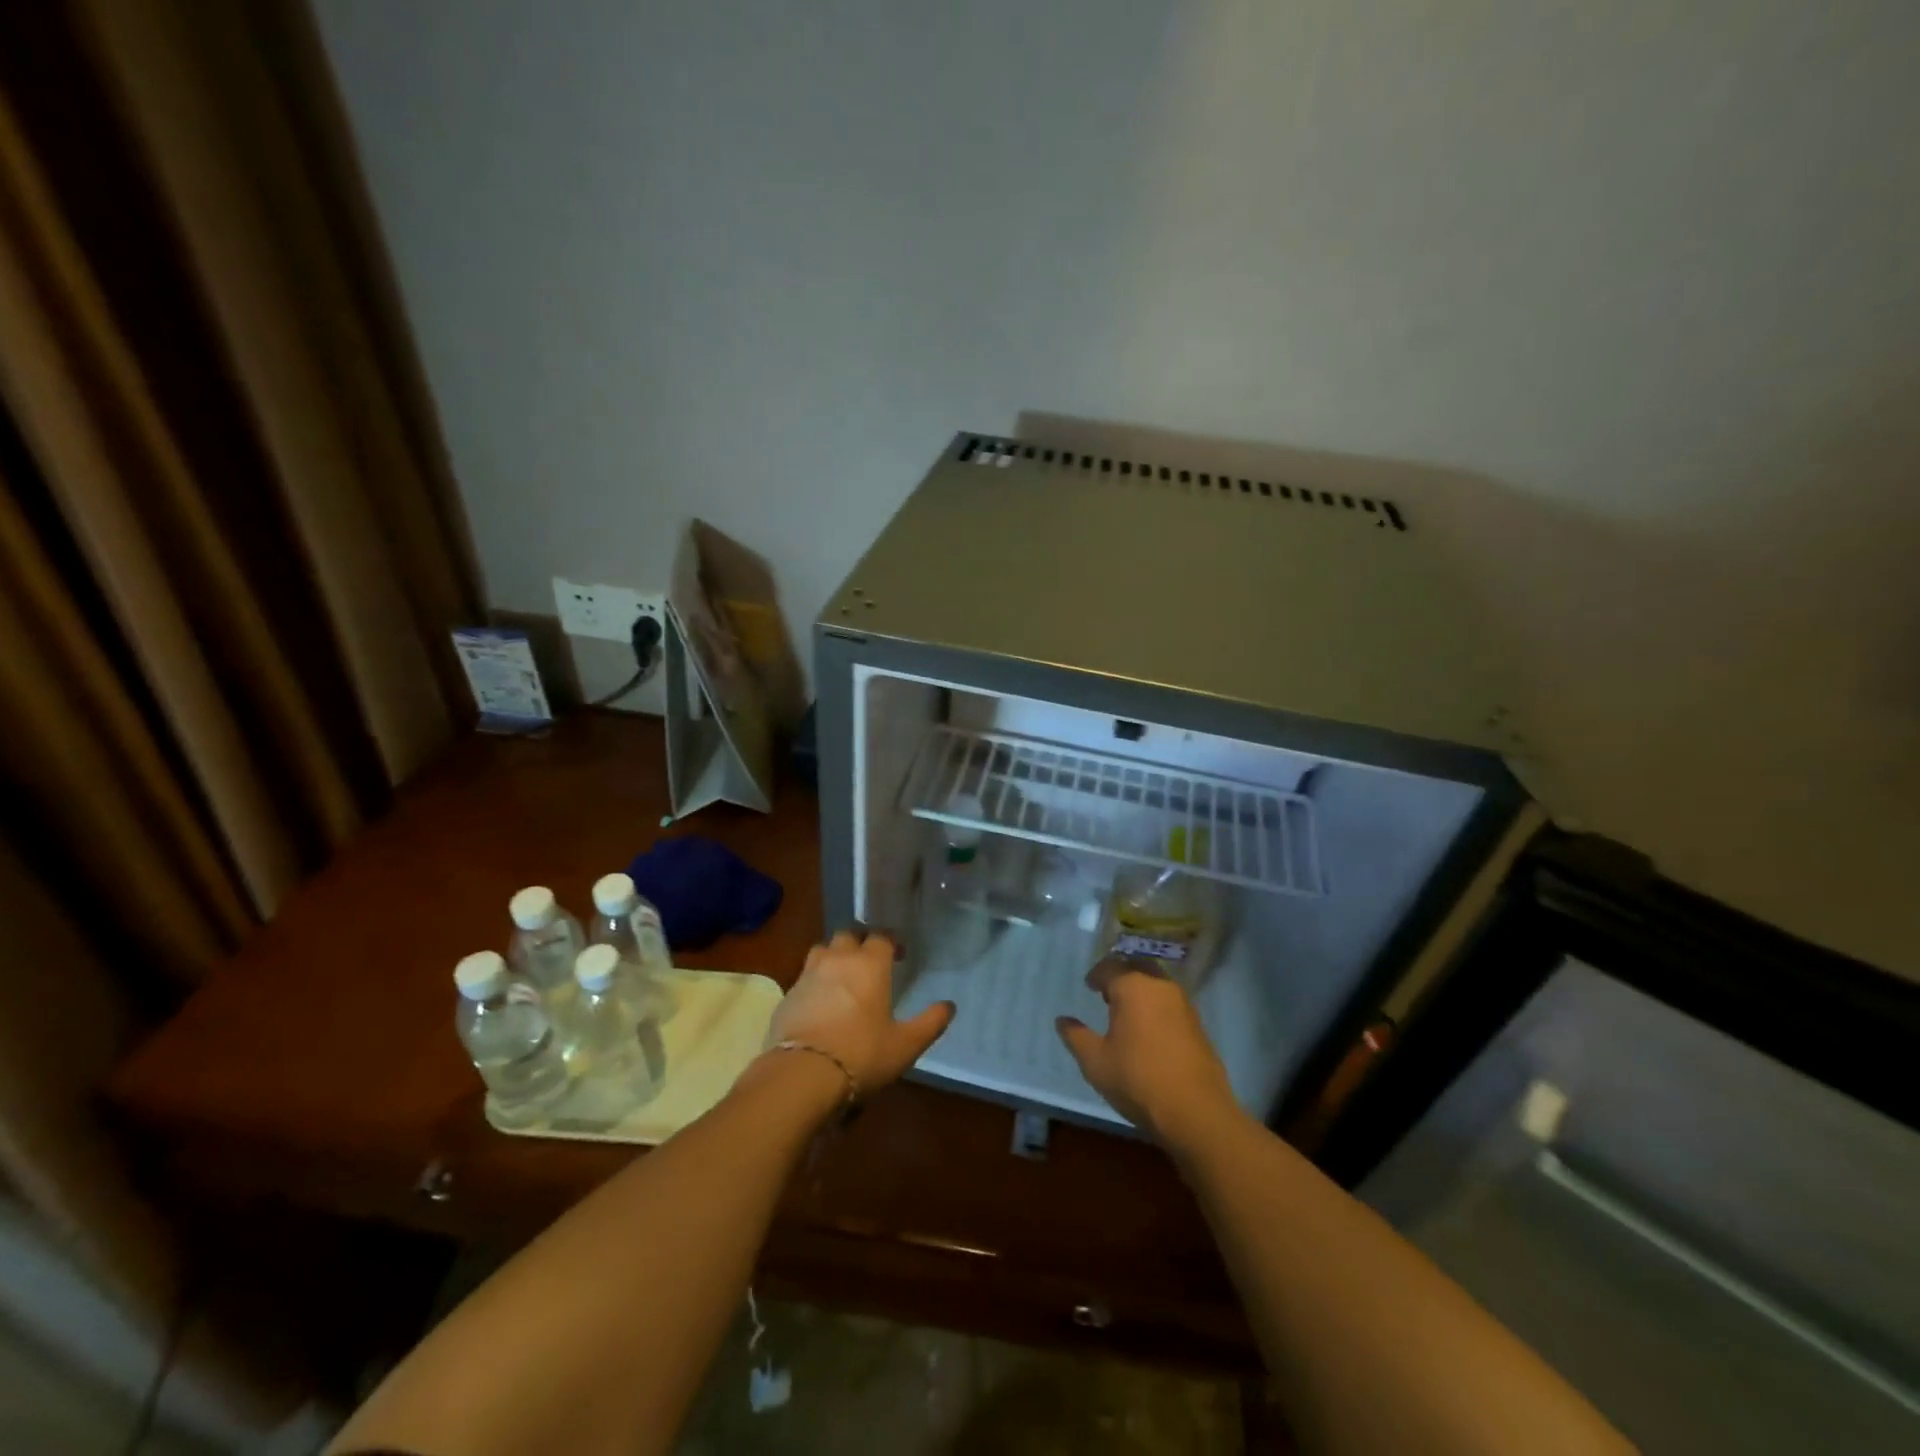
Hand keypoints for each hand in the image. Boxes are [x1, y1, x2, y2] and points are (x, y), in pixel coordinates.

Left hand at [764, 929, 954, 1094]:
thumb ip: (930, 1022)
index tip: (899, 955)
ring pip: (822, 950)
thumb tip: (949, 1006)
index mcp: (869, 964)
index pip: (881, 936)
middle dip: (860, 942)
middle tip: (870, 962)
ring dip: (834, 956)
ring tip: (842, 976)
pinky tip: (820, 1002)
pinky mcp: (787, 995)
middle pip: (848, 935)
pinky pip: (804, 976)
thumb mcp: (905, 1045)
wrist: (802, 1075)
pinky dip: (814, 981)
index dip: (891, 941)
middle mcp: (838, 960)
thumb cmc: (862, 1054)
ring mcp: (808, 975)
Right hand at [1057, 959, 1240, 1148]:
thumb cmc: (1138, 1081)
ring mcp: (1184, 1004)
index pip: (1110, 967)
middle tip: (1108, 994)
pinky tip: (1149, 1030)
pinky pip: (1171, 1002)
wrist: (1196, 1113)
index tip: (1089, 987)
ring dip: (1141, 989)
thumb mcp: (1096, 1062)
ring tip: (1127, 1013)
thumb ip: (1076, 1037)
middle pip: (1137, 967)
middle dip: (1121, 975)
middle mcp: (1160, 986)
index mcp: (1133, 987)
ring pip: (1157, 983)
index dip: (1096, 975)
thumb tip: (1062, 1020)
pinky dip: (1157, 1006)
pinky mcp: (1198, 1024)